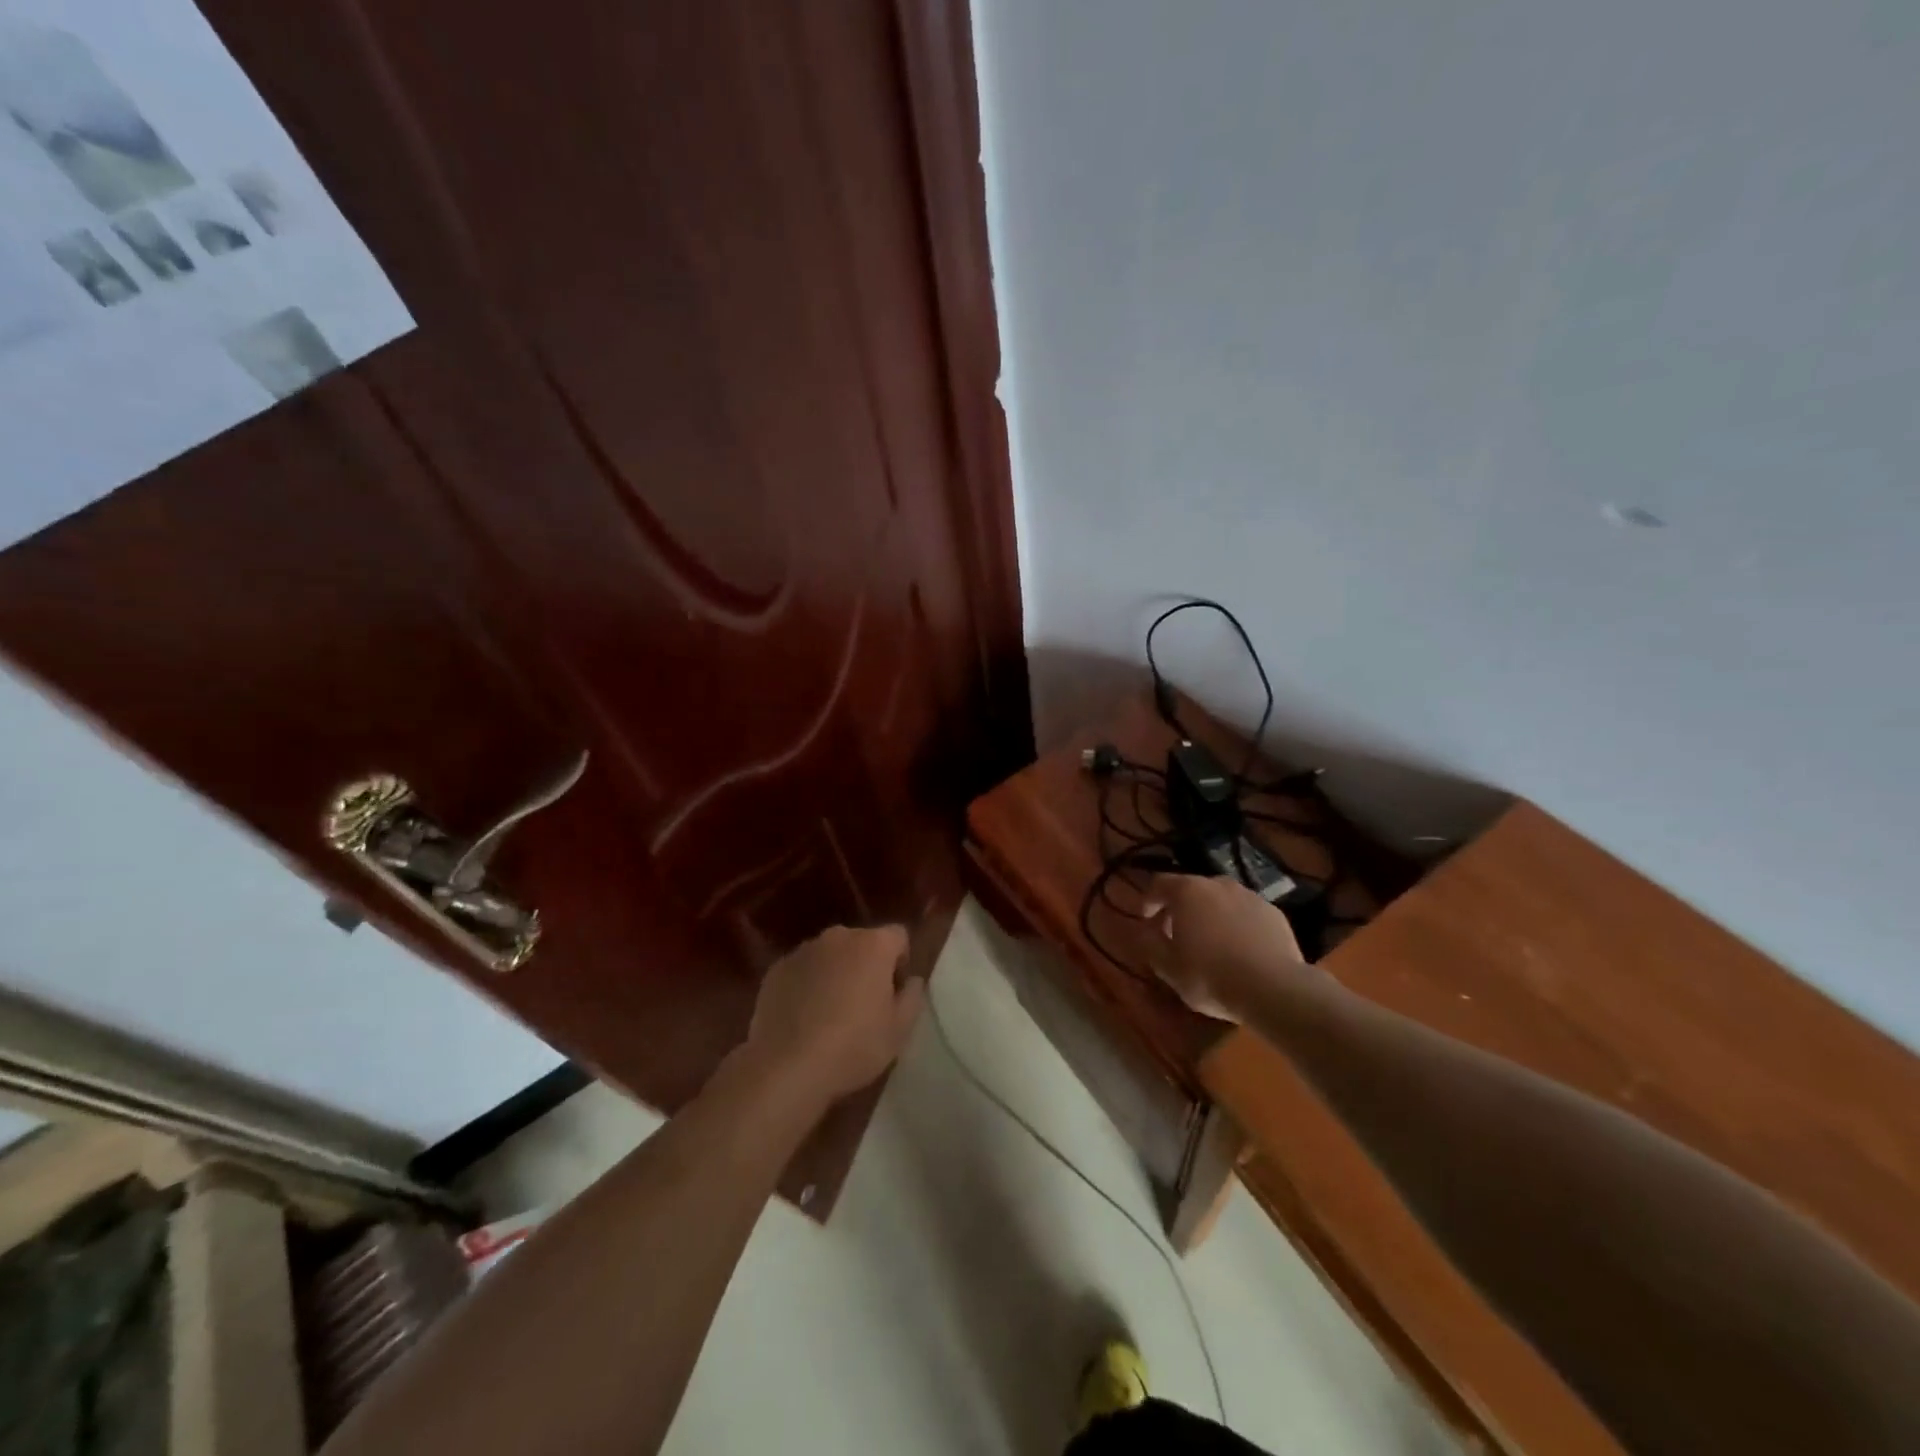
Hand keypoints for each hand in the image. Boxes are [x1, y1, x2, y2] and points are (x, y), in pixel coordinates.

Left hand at [740, 924, 924, 1110]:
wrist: (786, 1067)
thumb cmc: (853, 1046)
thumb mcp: (899, 1030)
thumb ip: (912, 997)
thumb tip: (911, 980)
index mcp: (873, 945)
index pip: (898, 936)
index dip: (901, 962)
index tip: (894, 993)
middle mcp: (838, 937)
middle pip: (862, 942)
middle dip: (867, 965)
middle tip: (864, 1005)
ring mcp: (803, 951)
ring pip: (830, 955)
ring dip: (836, 973)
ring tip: (830, 1013)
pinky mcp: (776, 969)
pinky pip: (802, 970)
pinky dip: (807, 984)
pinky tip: (803, 1018)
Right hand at [1137, 874, 1309, 1021]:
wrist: (1274, 988)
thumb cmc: (1210, 976)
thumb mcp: (1168, 967)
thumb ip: (1150, 944)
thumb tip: (1145, 931)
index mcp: (1187, 892)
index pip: (1159, 884)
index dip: (1149, 900)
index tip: (1146, 919)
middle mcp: (1218, 884)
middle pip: (1192, 889)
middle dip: (1181, 908)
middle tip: (1176, 933)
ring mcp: (1250, 896)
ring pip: (1222, 900)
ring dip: (1211, 915)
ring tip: (1211, 942)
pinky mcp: (1274, 913)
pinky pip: (1246, 914)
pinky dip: (1237, 925)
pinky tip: (1240, 950)